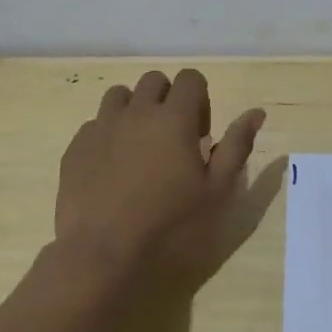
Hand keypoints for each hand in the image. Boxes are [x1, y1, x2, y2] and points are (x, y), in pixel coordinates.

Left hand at [55, 68, 265, 269]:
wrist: (103, 253)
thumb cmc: (170, 224)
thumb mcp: (217, 190)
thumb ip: (237, 146)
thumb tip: (255, 112)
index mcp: (174, 118)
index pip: (190, 78)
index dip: (199, 98)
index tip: (199, 134)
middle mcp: (136, 112)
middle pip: (154, 80)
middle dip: (168, 98)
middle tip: (172, 138)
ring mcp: (101, 127)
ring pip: (120, 95)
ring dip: (134, 109)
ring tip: (140, 145)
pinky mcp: (75, 147)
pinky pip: (94, 124)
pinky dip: (108, 134)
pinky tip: (112, 167)